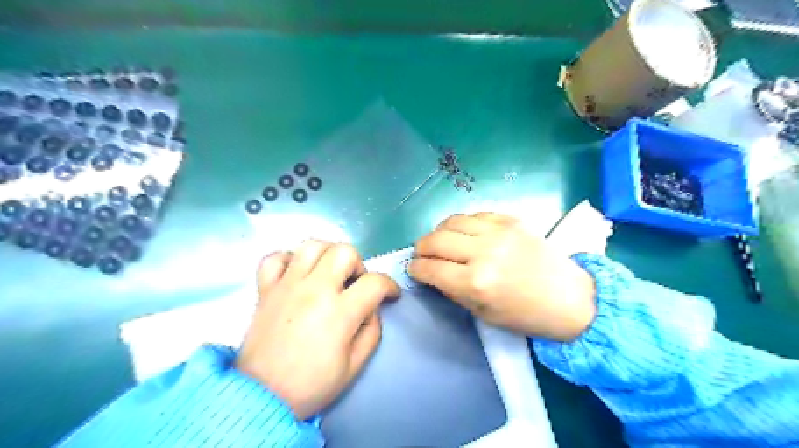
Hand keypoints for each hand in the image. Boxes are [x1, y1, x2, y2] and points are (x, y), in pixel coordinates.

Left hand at [235, 242, 398, 419]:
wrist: (262, 397)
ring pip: (311, 246)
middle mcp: (314, 290)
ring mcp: (287, 286)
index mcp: (339, 312)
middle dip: (358, 264)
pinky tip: (296, 274)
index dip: (390, 286)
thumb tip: (371, 308)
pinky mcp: (265, 289)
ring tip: (328, 273)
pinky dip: (288, 260)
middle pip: (344, 252)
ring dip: (327, 254)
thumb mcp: (355, 366)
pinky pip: (274, 258)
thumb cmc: (312, 385)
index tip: (390, 295)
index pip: (375, 282)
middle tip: (354, 284)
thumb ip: (372, 331)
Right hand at [408, 212, 595, 339]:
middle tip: (423, 255)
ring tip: (442, 241)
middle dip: (421, 248)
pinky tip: (465, 233)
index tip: (413, 269)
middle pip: (435, 240)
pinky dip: (463, 223)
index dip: (415, 268)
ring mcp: (498, 231)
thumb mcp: (483, 313)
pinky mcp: (511, 220)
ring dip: (439, 231)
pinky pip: (475, 214)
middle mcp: (483, 252)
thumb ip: (453, 290)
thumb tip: (432, 273)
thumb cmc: (526, 316)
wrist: (570, 298)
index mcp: (476, 282)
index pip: (430, 268)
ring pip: (451, 221)